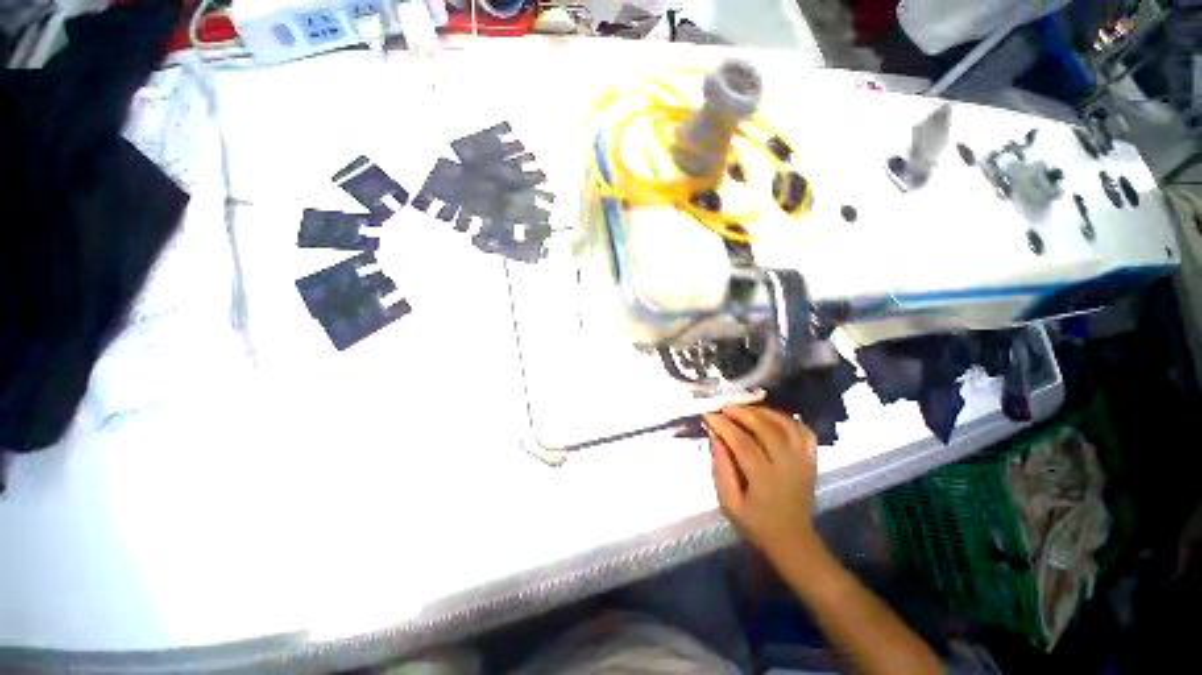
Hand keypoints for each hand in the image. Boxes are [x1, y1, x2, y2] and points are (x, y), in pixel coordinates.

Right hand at [705, 404, 819, 563]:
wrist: (792, 540)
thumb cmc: (755, 523)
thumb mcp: (729, 503)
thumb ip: (721, 468)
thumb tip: (715, 437)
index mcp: (764, 479)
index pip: (742, 443)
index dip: (724, 426)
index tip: (708, 415)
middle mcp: (787, 465)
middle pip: (766, 428)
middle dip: (743, 413)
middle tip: (724, 406)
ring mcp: (802, 461)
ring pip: (785, 425)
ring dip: (763, 411)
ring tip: (744, 409)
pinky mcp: (811, 460)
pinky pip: (803, 431)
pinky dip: (787, 419)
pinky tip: (771, 417)